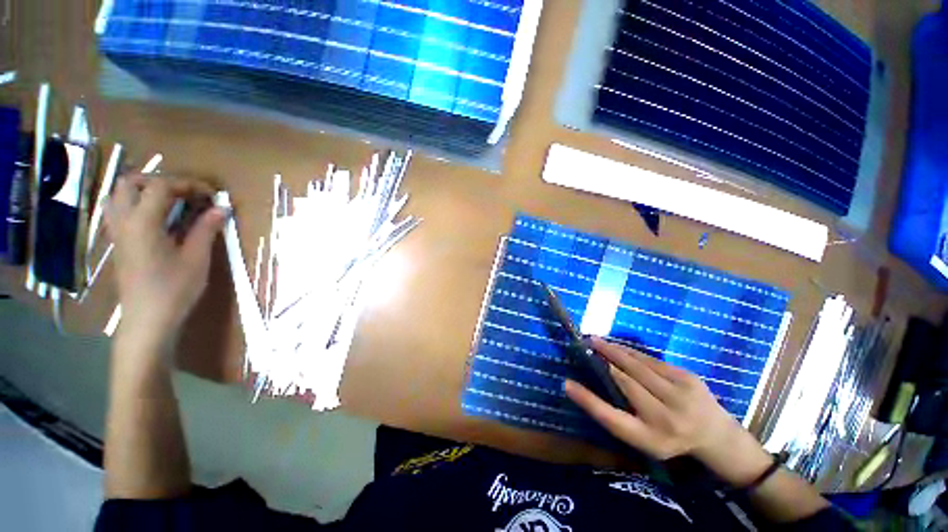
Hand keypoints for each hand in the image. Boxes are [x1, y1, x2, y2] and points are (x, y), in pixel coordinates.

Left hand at [105, 175, 226, 354]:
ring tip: (169, 200)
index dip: (188, 183)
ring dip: (143, 190)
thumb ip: (206, 229)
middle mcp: (124, 221)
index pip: (160, 185)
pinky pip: (118, 210)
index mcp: (143, 223)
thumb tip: (221, 208)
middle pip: (130, 182)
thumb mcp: (196, 259)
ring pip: (119, 195)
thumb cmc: (174, 290)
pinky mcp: (119, 243)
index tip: (212, 194)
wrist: (147, 320)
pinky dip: (136, 204)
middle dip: (159, 180)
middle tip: (186, 193)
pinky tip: (155, 217)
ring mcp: (117, 232)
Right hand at [565, 338, 771, 483]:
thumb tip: (580, 387)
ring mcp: (681, 395)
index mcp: (650, 438)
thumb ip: (613, 414)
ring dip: (614, 350)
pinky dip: (631, 352)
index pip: (612, 418)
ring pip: (638, 365)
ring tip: (596, 341)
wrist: (715, 434)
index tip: (566, 383)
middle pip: (625, 381)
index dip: (587, 400)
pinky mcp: (688, 377)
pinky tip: (619, 348)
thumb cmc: (667, 436)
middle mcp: (666, 417)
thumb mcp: (640, 436)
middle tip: (585, 344)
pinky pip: (651, 360)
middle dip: (603, 359)